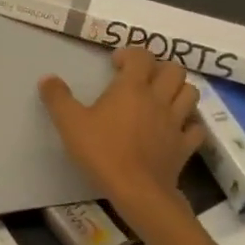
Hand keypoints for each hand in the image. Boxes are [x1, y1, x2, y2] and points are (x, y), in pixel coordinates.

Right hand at [39, 46, 204, 217]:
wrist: (137, 191)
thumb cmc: (102, 152)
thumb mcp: (69, 123)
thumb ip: (57, 98)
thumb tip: (48, 78)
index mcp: (132, 88)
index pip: (141, 56)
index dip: (130, 53)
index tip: (115, 63)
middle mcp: (159, 98)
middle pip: (174, 70)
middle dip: (159, 67)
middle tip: (141, 78)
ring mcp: (176, 122)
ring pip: (190, 93)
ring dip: (178, 89)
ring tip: (162, 97)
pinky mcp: (185, 146)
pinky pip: (196, 127)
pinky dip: (189, 123)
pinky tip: (177, 127)